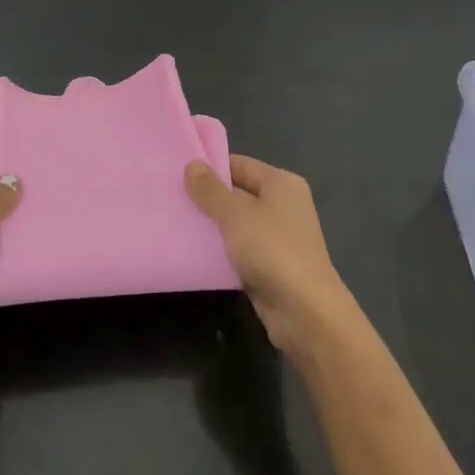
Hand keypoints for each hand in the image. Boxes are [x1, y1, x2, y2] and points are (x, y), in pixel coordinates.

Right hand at [185, 156, 355, 352]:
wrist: (305, 311)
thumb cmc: (272, 250)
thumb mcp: (236, 215)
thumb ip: (211, 190)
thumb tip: (192, 164)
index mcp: (282, 183)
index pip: (239, 165)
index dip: (210, 168)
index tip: (176, 174)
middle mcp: (283, 205)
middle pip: (238, 193)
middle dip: (207, 198)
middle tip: (170, 199)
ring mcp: (279, 236)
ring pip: (236, 223)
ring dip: (211, 226)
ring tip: (175, 223)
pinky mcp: (271, 264)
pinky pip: (240, 249)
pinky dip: (220, 250)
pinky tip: (193, 252)